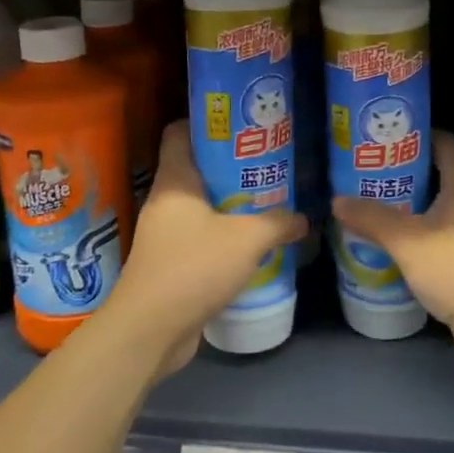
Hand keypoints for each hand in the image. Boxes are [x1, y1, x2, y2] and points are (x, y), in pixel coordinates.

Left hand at [111, 121, 306, 374]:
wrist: (150, 329)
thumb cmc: (194, 267)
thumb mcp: (247, 239)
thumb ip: (278, 222)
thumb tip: (303, 219)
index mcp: (174, 181)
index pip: (179, 132)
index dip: (207, 122)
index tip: (241, 124)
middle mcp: (164, 201)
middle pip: (196, 169)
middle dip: (231, 166)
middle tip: (268, 165)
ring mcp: (164, 234)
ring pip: (200, 206)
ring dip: (230, 205)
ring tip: (267, 202)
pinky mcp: (169, 264)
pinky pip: (200, 238)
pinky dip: (223, 237)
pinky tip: (252, 245)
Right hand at [331, 133, 453, 365]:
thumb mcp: (406, 240)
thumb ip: (371, 217)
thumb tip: (337, 200)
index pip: (441, 140)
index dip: (412, 136)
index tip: (380, 140)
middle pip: (441, 171)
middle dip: (406, 171)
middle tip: (370, 172)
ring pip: (444, 203)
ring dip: (414, 203)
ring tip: (378, 204)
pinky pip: (449, 229)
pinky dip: (426, 229)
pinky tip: (400, 241)